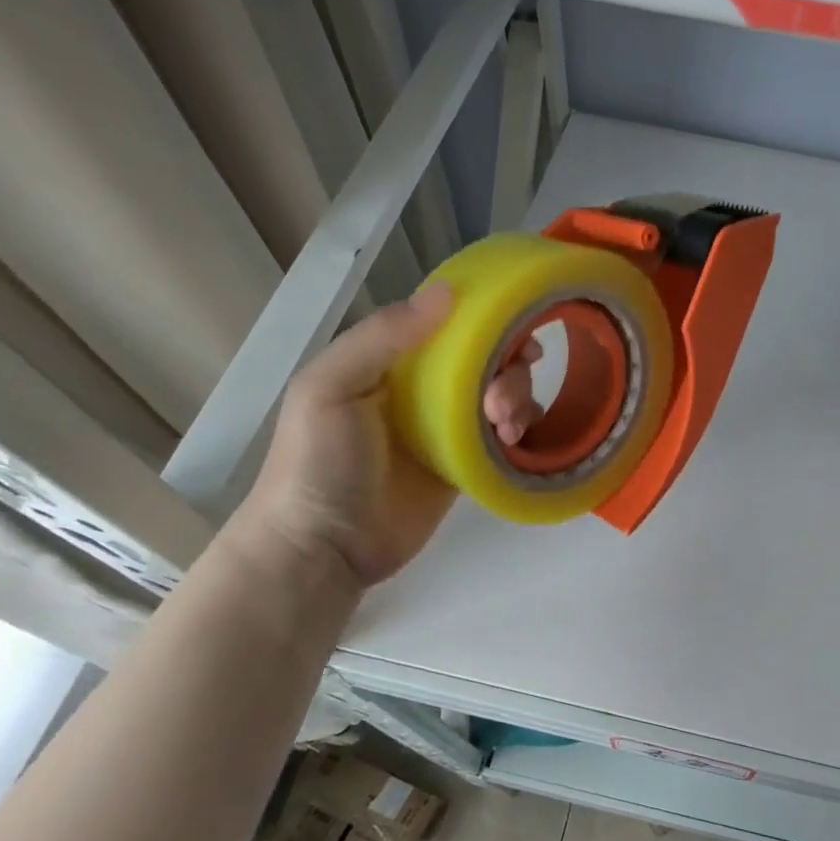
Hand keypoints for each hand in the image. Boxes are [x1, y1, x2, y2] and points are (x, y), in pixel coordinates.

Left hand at [236, 286, 538, 590]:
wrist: (325, 548)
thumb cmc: (319, 462)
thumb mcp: (331, 387)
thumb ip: (382, 337)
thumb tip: (447, 292)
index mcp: (390, 362)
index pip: (449, 326)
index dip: (487, 322)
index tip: (517, 332)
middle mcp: (423, 389)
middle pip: (485, 360)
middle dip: (508, 369)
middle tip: (500, 401)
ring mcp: (446, 429)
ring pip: (501, 395)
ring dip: (518, 399)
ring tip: (507, 428)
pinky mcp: (465, 466)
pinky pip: (504, 437)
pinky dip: (520, 431)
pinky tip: (515, 440)